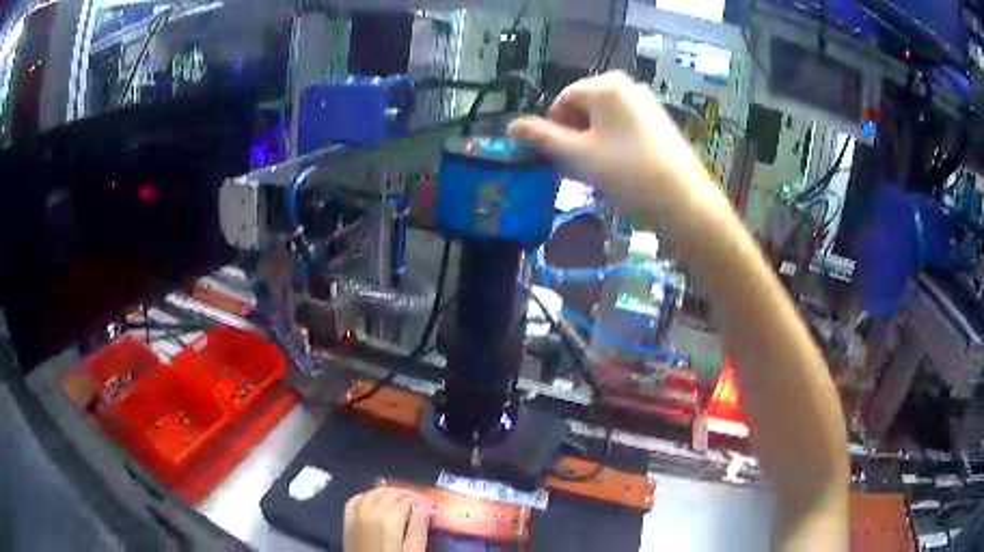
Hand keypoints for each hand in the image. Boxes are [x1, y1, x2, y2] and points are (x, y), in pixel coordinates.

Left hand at [343, 488, 433, 551]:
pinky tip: (375, 500)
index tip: (430, 504)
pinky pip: (355, 500)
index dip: (420, 498)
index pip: (406, 498)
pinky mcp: (347, 522)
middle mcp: (369, 513)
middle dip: (406, 494)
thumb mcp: (414, 550)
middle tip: (420, 501)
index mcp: (388, 520)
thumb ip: (419, 527)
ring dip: (388, 492)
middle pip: (389, 492)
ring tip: (402, 500)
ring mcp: (355, 516)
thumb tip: (425, 507)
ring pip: (372, 493)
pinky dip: (367, 496)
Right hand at [508, 72, 712, 220]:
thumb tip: (510, 125)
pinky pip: (624, 124)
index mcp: (603, 85)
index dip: (553, 128)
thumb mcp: (578, 154)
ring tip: (598, 169)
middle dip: (573, 134)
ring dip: (592, 140)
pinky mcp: (659, 119)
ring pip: (604, 118)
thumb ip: (541, 137)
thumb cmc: (626, 171)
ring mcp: (646, 101)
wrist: (683, 199)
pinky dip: (614, 141)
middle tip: (576, 166)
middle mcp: (625, 84)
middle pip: (583, 106)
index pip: (562, 100)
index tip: (556, 157)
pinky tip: (620, 166)